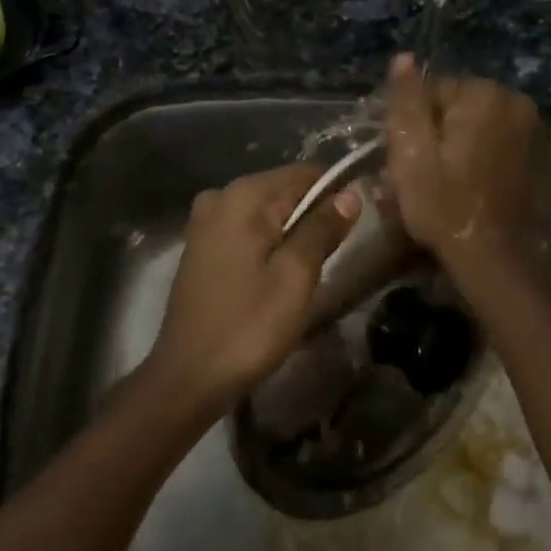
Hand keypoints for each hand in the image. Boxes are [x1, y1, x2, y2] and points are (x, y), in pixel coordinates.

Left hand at [144, 164, 359, 415]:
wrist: (189, 376)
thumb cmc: (248, 325)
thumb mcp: (295, 276)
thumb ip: (322, 228)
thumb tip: (350, 193)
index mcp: (242, 196)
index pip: (303, 174)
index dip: (336, 192)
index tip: (361, 220)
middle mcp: (219, 197)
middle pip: (283, 191)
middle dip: (315, 214)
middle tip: (342, 251)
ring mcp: (205, 222)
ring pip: (266, 214)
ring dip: (294, 232)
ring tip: (317, 266)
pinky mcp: (202, 247)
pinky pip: (248, 231)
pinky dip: (270, 244)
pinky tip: (283, 274)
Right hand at [384, 53, 539, 267]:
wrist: (494, 259)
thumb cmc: (444, 205)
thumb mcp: (411, 152)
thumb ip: (406, 101)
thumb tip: (403, 58)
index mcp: (483, 95)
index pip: (431, 90)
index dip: (410, 123)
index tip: (402, 156)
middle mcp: (514, 101)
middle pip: (455, 105)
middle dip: (434, 131)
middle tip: (419, 171)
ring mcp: (532, 129)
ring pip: (474, 124)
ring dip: (455, 144)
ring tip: (440, 181)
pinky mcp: (537, 154)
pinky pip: (495, 142)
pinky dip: (478, 155)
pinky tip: (466, 185)